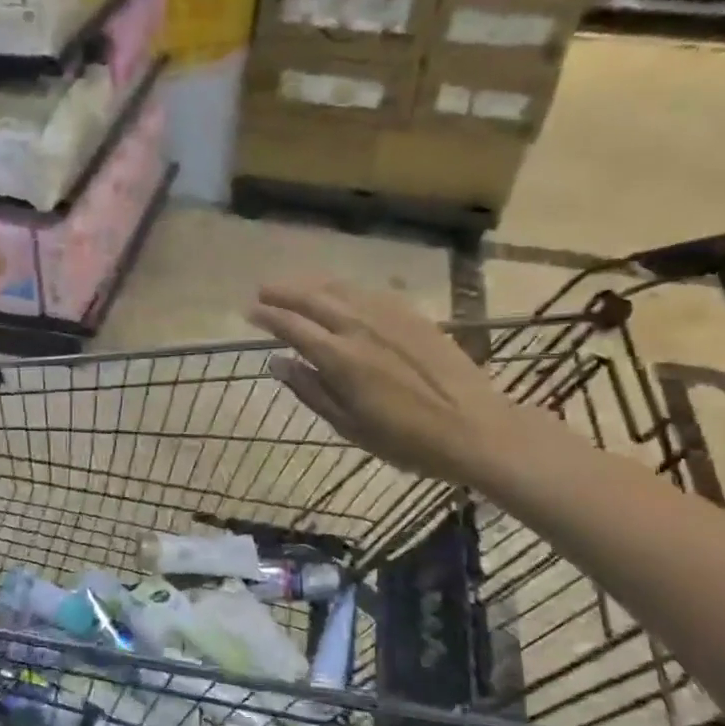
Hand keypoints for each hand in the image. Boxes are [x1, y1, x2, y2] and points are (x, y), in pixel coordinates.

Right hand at [247, 280, 540, 488]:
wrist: (475, 428)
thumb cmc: (407, 440)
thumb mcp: (350, 426)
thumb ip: (311, 391)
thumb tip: (277, 363)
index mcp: (341, 358)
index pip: (293, 327)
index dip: (268, 316)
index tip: (249, 311)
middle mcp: (361, 327)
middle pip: (313, 299)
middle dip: (284, 292)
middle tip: (262, 291)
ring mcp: (390, 317)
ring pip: (342, 290)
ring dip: (313, 285)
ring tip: (295, 287)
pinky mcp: (413, 315)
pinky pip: (371, 292)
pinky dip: (346, 288)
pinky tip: (341, 292)